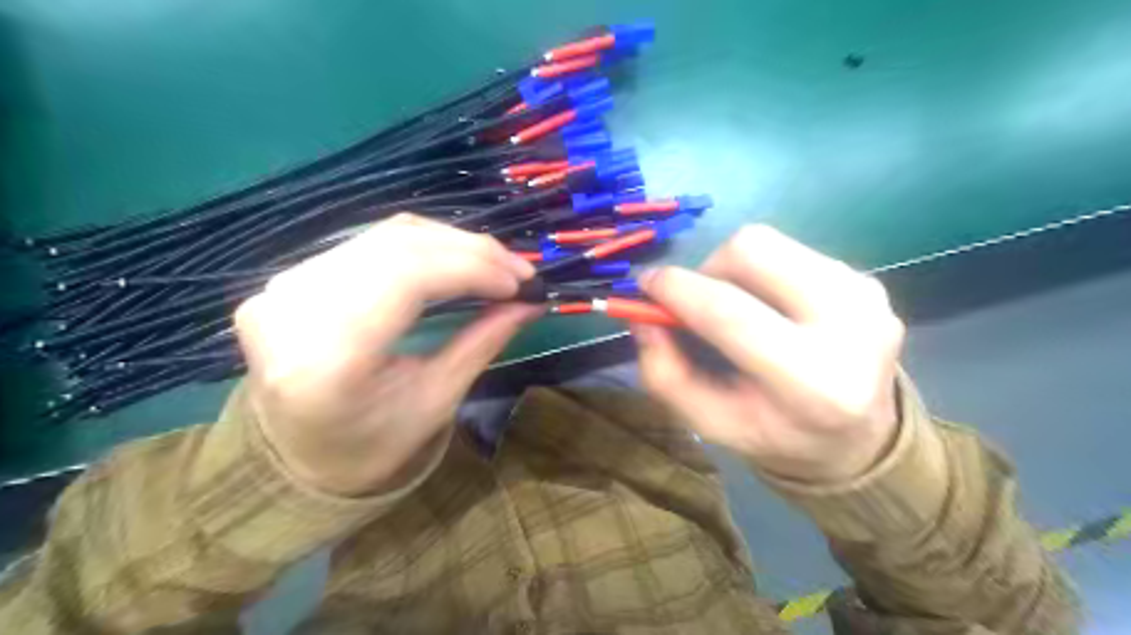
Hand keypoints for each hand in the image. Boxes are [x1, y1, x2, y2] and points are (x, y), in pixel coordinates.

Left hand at [231, 216, 534, 497]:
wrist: (301, 454)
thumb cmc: (373, 443)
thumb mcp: (437, 401)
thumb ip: (483, 342)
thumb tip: (532, 302)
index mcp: (327, 359)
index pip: (406, 278)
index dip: (471, 269)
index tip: (522, 281)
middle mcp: (294, 310)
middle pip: (396, 248)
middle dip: (470, 252)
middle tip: (519, 269)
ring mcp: (284, 289)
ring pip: (385, 237)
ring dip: (451, 243)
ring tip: (496, 263)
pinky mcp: (290, 279)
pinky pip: (370, 242)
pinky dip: (423, 244)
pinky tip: (455, 257)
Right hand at [636, 225, 901, 484]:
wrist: (860, 437)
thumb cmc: (775, 434)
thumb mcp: (709, 422)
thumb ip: (665, 373)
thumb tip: (642, 316)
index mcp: (810, 383)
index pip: (731, 314)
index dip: (678, 290)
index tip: (646, 284)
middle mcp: (851, 328)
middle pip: (754, 250)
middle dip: (708, 267)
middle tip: (697, 299)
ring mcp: (866, 296)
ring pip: (771, 242)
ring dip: (735, 268)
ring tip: (736, 305)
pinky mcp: (869, 280)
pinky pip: (793, 252)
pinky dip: (764, 272)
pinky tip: (770, 307)